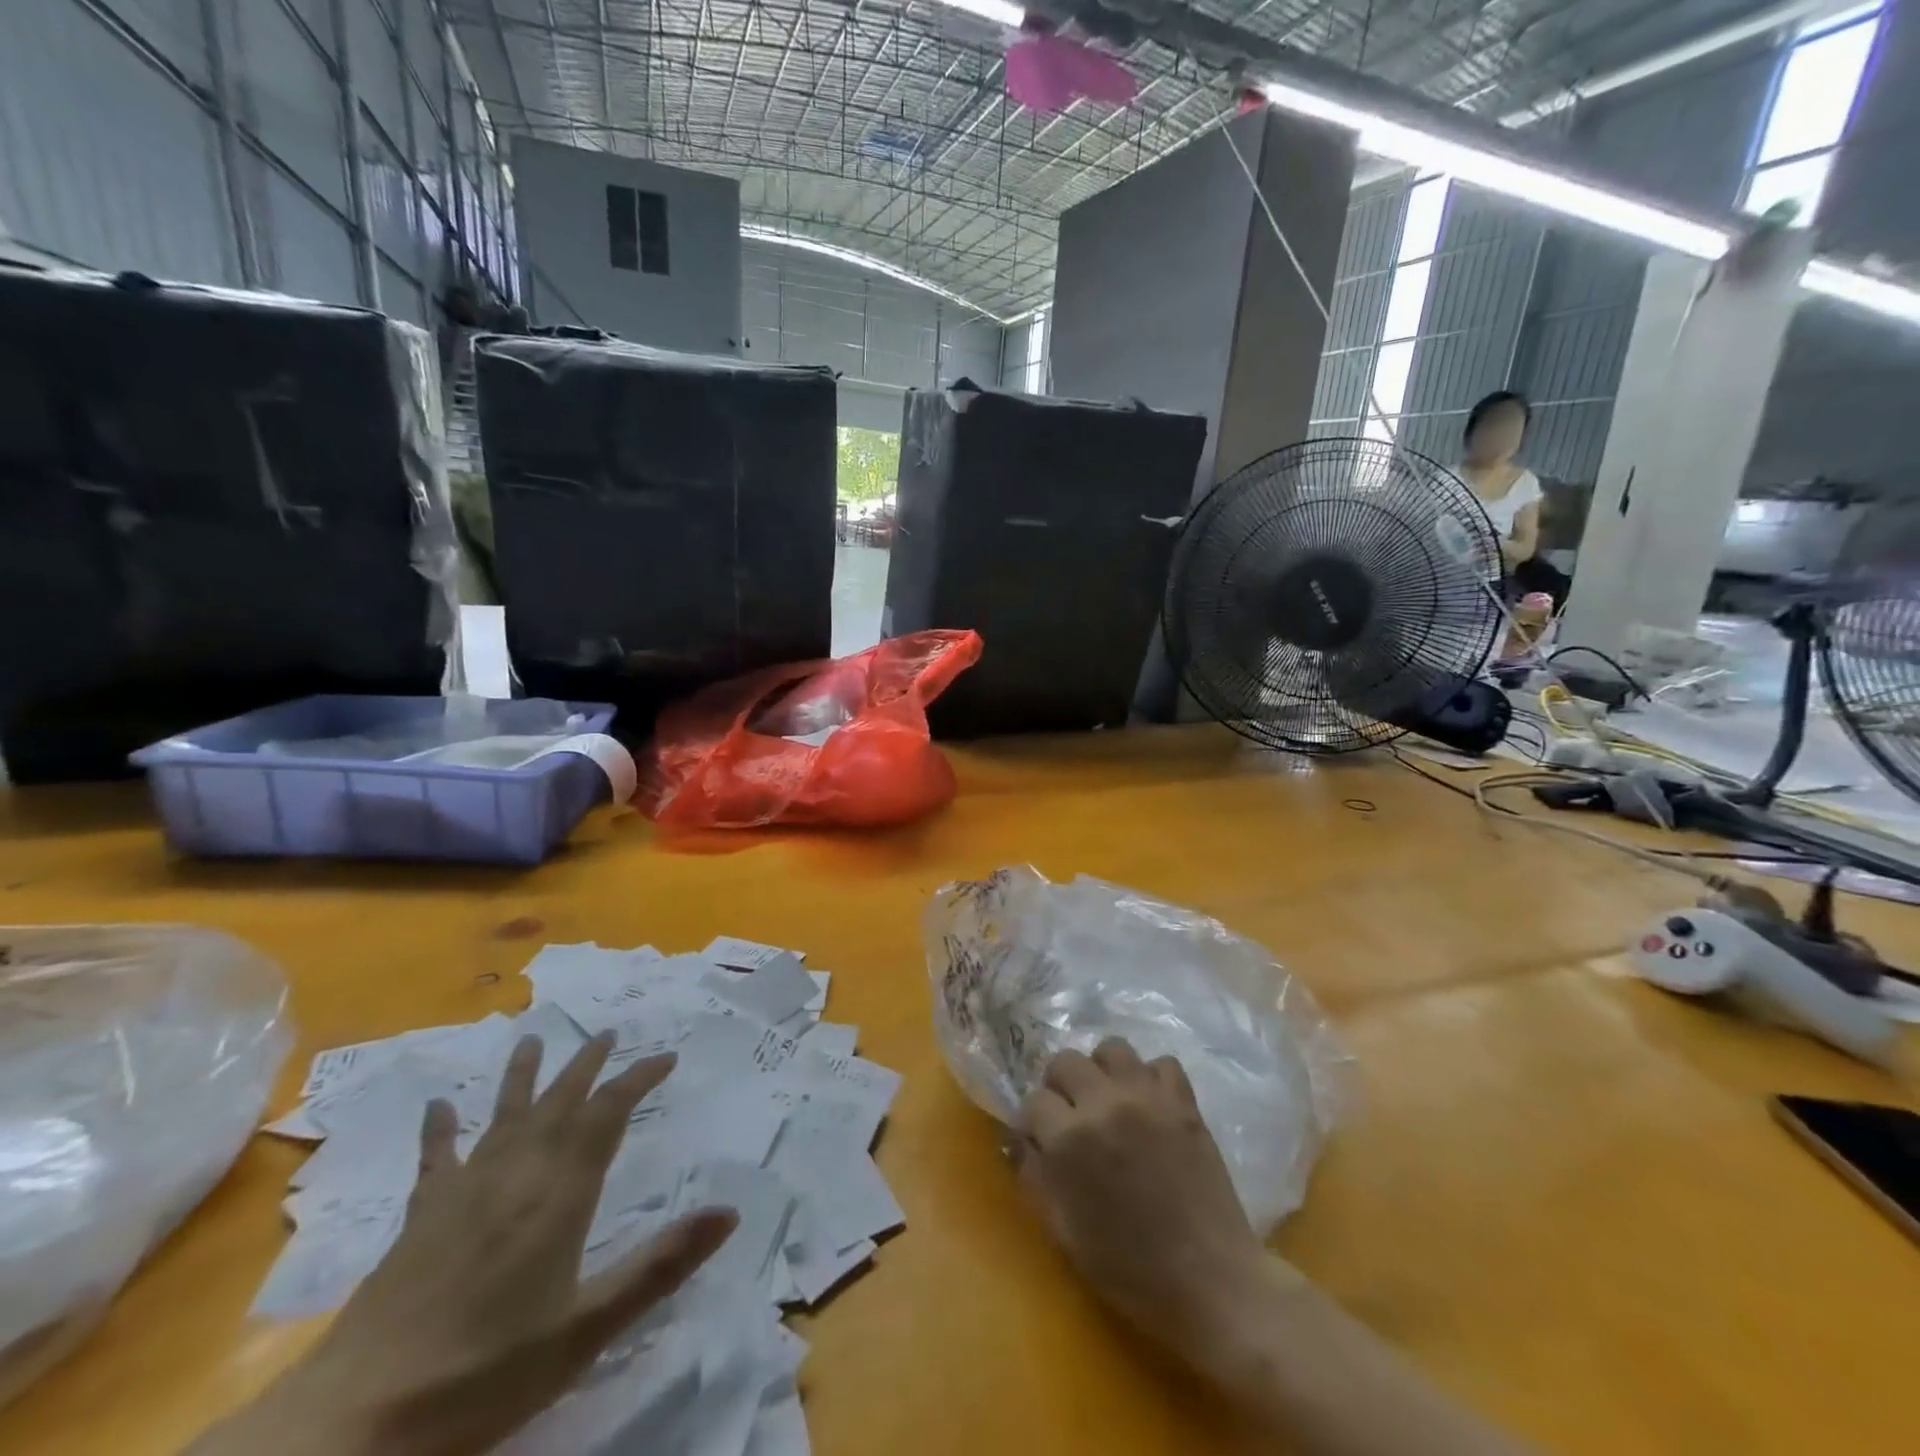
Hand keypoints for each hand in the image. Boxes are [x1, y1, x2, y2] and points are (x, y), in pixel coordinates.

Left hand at [194, 1033, 737, 1455]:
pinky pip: (435, 1160)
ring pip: (504, 1117)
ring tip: (533, 1040)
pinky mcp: (420, 1219)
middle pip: (559, 1103)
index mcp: (560, 1195)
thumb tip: (730, 1211)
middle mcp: (516, 1175)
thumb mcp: (588, 1329)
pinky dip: (440, 1130)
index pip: (607, 1115)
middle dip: (587, 1065)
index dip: (638, 1080)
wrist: (356, 1424)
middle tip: (608, 1032)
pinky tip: (438, 1106)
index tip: (666, 1056)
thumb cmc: (487, 1374)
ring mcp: (463, 1193)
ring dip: (523, 1077)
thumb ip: (660, 1265)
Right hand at [1015, 1038, 1278, 1346]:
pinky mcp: (1184, 1102)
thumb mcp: (1065, 1234)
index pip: (1034, 1102)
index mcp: (1069, 1140)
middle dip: (1059, 1086)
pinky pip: (1162, 1063)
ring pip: (1112, 1048)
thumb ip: (1036, 1179)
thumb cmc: (1131, 1271)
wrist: (1211, 1283)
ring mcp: (1147, 1097)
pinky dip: (1151, 1078)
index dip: (1033, 1123)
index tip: (1041, 1141)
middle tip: (1070, 1115)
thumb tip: (1024, 1143)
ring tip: (1108, 1100)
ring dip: (1102, 1071)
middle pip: (1065, 1061)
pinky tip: (1150, 1106)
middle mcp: (1104, 1104)